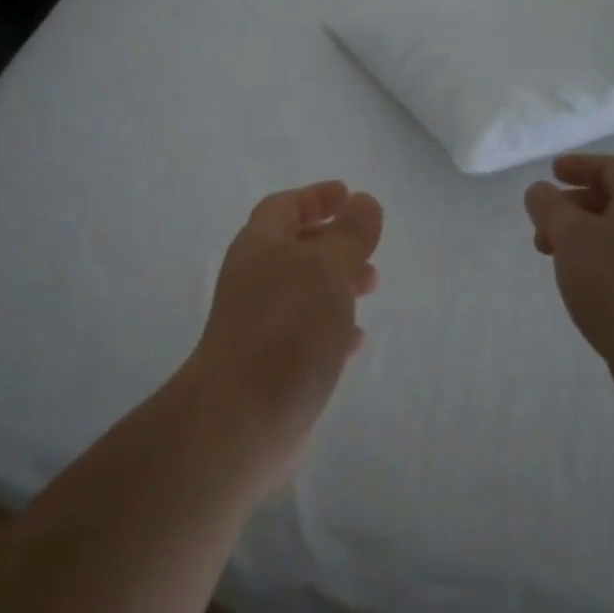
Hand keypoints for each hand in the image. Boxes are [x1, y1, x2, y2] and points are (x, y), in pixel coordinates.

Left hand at [184, 181, 383, 481]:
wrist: (242, 419)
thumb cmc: (287, 329)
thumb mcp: (327, 269)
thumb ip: (350, 234)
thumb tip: (364, 201)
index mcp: (260, 247)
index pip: (284, 206)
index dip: (315, 197)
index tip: (348, 194)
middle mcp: (254, 281)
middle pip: (294, 248)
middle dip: (333, 242)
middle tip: (368, 248)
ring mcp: (260, 325)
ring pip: (304, 291)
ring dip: (337, 283)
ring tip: (371, 286)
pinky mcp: (271, 365)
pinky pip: (307, 333)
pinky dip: (333, 327)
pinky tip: (355, 340)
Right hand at [523, 155, 613, 402]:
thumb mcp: (571, 237)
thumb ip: (550, 208)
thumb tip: (539, 190)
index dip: (581, 165)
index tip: (552, 172)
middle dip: (574, 206)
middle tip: (543, 223)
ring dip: (582, 236)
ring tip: (553, 256)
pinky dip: (597, 259)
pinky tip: (579, 282)